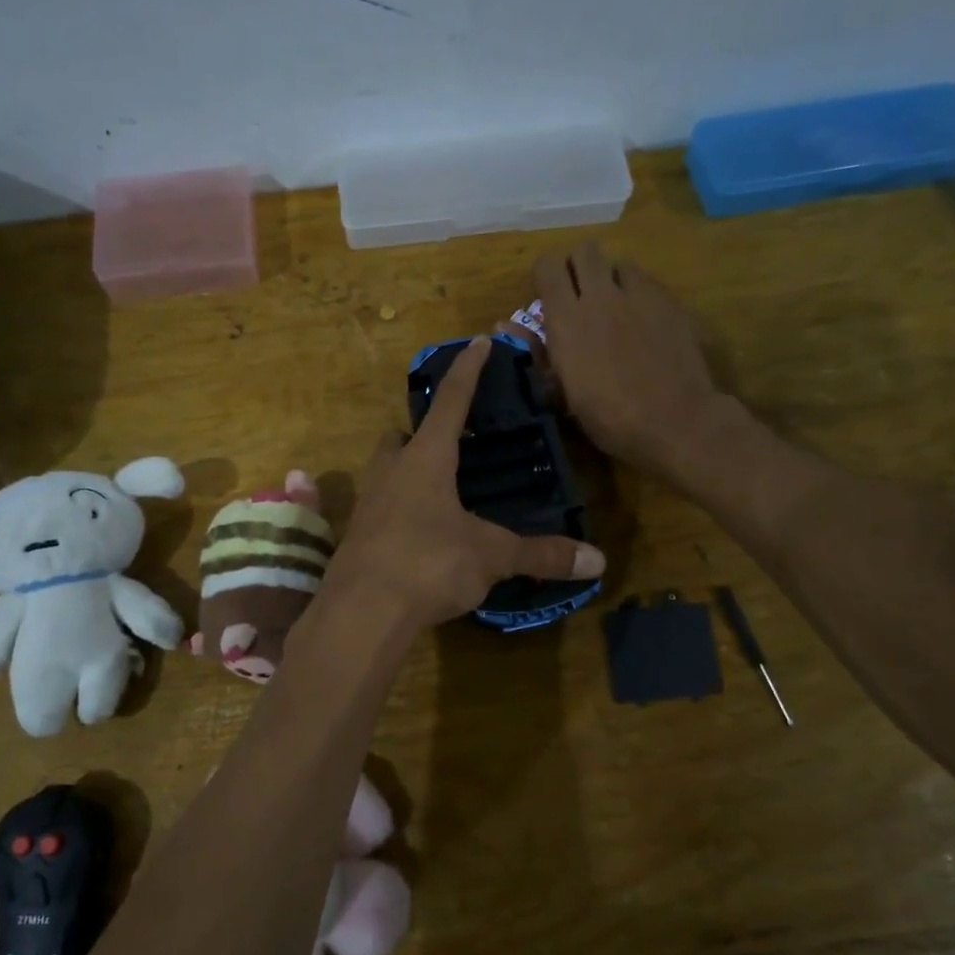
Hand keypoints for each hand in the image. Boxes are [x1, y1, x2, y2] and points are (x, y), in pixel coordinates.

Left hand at [328, 337, 604, 628]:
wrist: (361, 613)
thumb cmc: (428, 564)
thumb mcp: (491, 556)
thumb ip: (541, 555)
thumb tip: (598, 561)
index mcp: (425, 460)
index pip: (451, 401)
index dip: (468, 370)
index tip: (480, 341)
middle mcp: (390, 472)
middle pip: (400, 437)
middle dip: (422, 433)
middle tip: (450, 446)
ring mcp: (367, 504)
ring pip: (385, 472)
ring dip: (407, 472)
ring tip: (440, 492)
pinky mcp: (355, 537)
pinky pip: (379, 509)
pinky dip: (399, 511)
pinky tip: (420, 535)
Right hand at [534, 244, 725, 487]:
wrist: (673, 421)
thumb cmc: (608, 416)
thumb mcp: (562, 390)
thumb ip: (537, 350)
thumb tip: (503, 325)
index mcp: (566, 319)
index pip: (548, 266)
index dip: (547, 276)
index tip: (549, 296)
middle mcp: (600, 296)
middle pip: (585, 251)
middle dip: (579, 267)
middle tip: (581, 295)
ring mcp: (639, 295)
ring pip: (619, 263)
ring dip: (612, 279)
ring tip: (616, 308)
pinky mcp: (669, 302)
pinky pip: (647, 282)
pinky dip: (639, 294)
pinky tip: (644, 321)